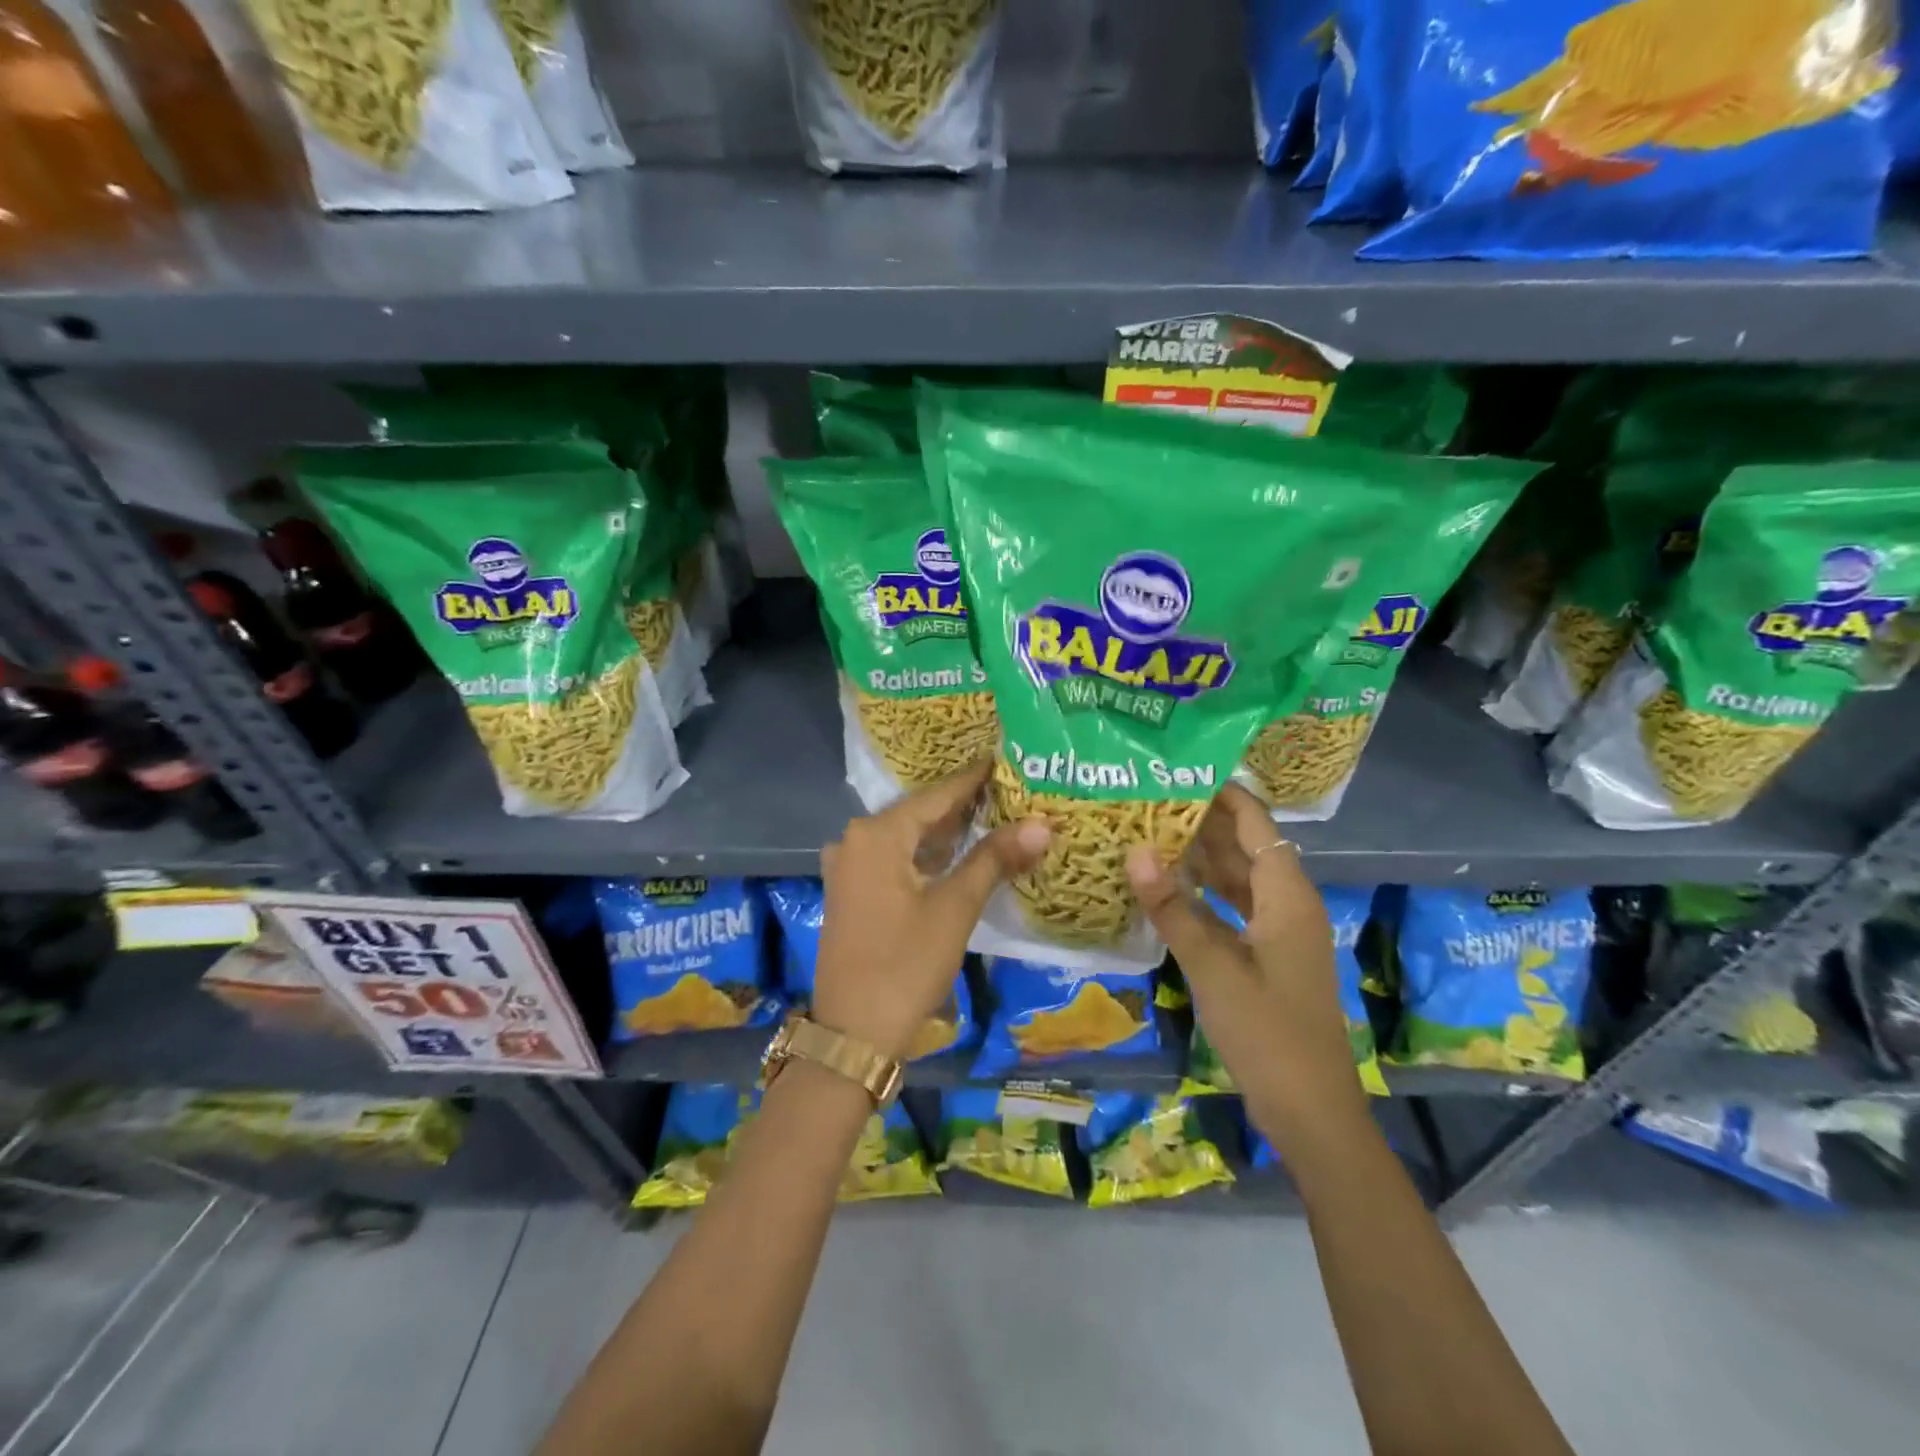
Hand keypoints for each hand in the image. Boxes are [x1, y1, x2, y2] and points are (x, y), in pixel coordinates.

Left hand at [814, 759, 1049, 1060]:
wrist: (854, 1032)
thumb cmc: (906, 963)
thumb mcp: (955, 907)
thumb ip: (994, 859)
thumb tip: (1042, 823)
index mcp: (877, 834)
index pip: (936, 796)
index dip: (973, 780)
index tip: (1004, 760)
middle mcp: (856, 840)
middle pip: (919, 814)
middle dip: (963, 806)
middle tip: (1008, 790)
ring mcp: (849, 867)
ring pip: (906, 838)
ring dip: (945, 832)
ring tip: (992, 816)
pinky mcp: (852, 892)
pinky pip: (894, 859)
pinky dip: (926, 856)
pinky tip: (957, 855)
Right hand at [1126, 784, 1367, 1140]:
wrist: (1310, 1109)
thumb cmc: (1267, 1031)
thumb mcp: (1213, 966)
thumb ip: (1173, 908)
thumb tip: (1135, 851)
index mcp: (1286, 894)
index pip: (1255, 822)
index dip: (1222, 793)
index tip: (1178, 769)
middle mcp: (1287, 902)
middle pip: (1246, 845)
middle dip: (1202, 820)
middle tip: (1149, 797)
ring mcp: (1278, 930)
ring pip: (1238, 877)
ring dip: (1201, 856)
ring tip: (1150, 829)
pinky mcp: (1267, 955)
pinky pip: (1234, 906)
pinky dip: (1205, 892)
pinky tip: (1168, 886)